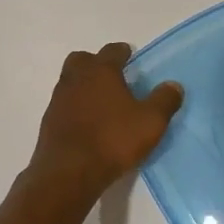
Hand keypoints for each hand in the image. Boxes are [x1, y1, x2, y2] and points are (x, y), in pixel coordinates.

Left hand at [27, 43, 182, 203]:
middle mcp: (76, 78)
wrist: (69, 172)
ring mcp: (58, 99)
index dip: (122, 52)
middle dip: (96, 63)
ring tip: (101, 101)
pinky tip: (87, 122)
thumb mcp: (151, 122)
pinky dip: (75, 106)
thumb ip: (164, 100)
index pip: (112, 50)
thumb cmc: (113, 140)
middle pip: (83, 59)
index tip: (130, 56)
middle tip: (112, 76)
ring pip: (70, 80)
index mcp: (101, 71)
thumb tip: (174, 85)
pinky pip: (64, 104)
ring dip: (84, 85)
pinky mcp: (49, 121)